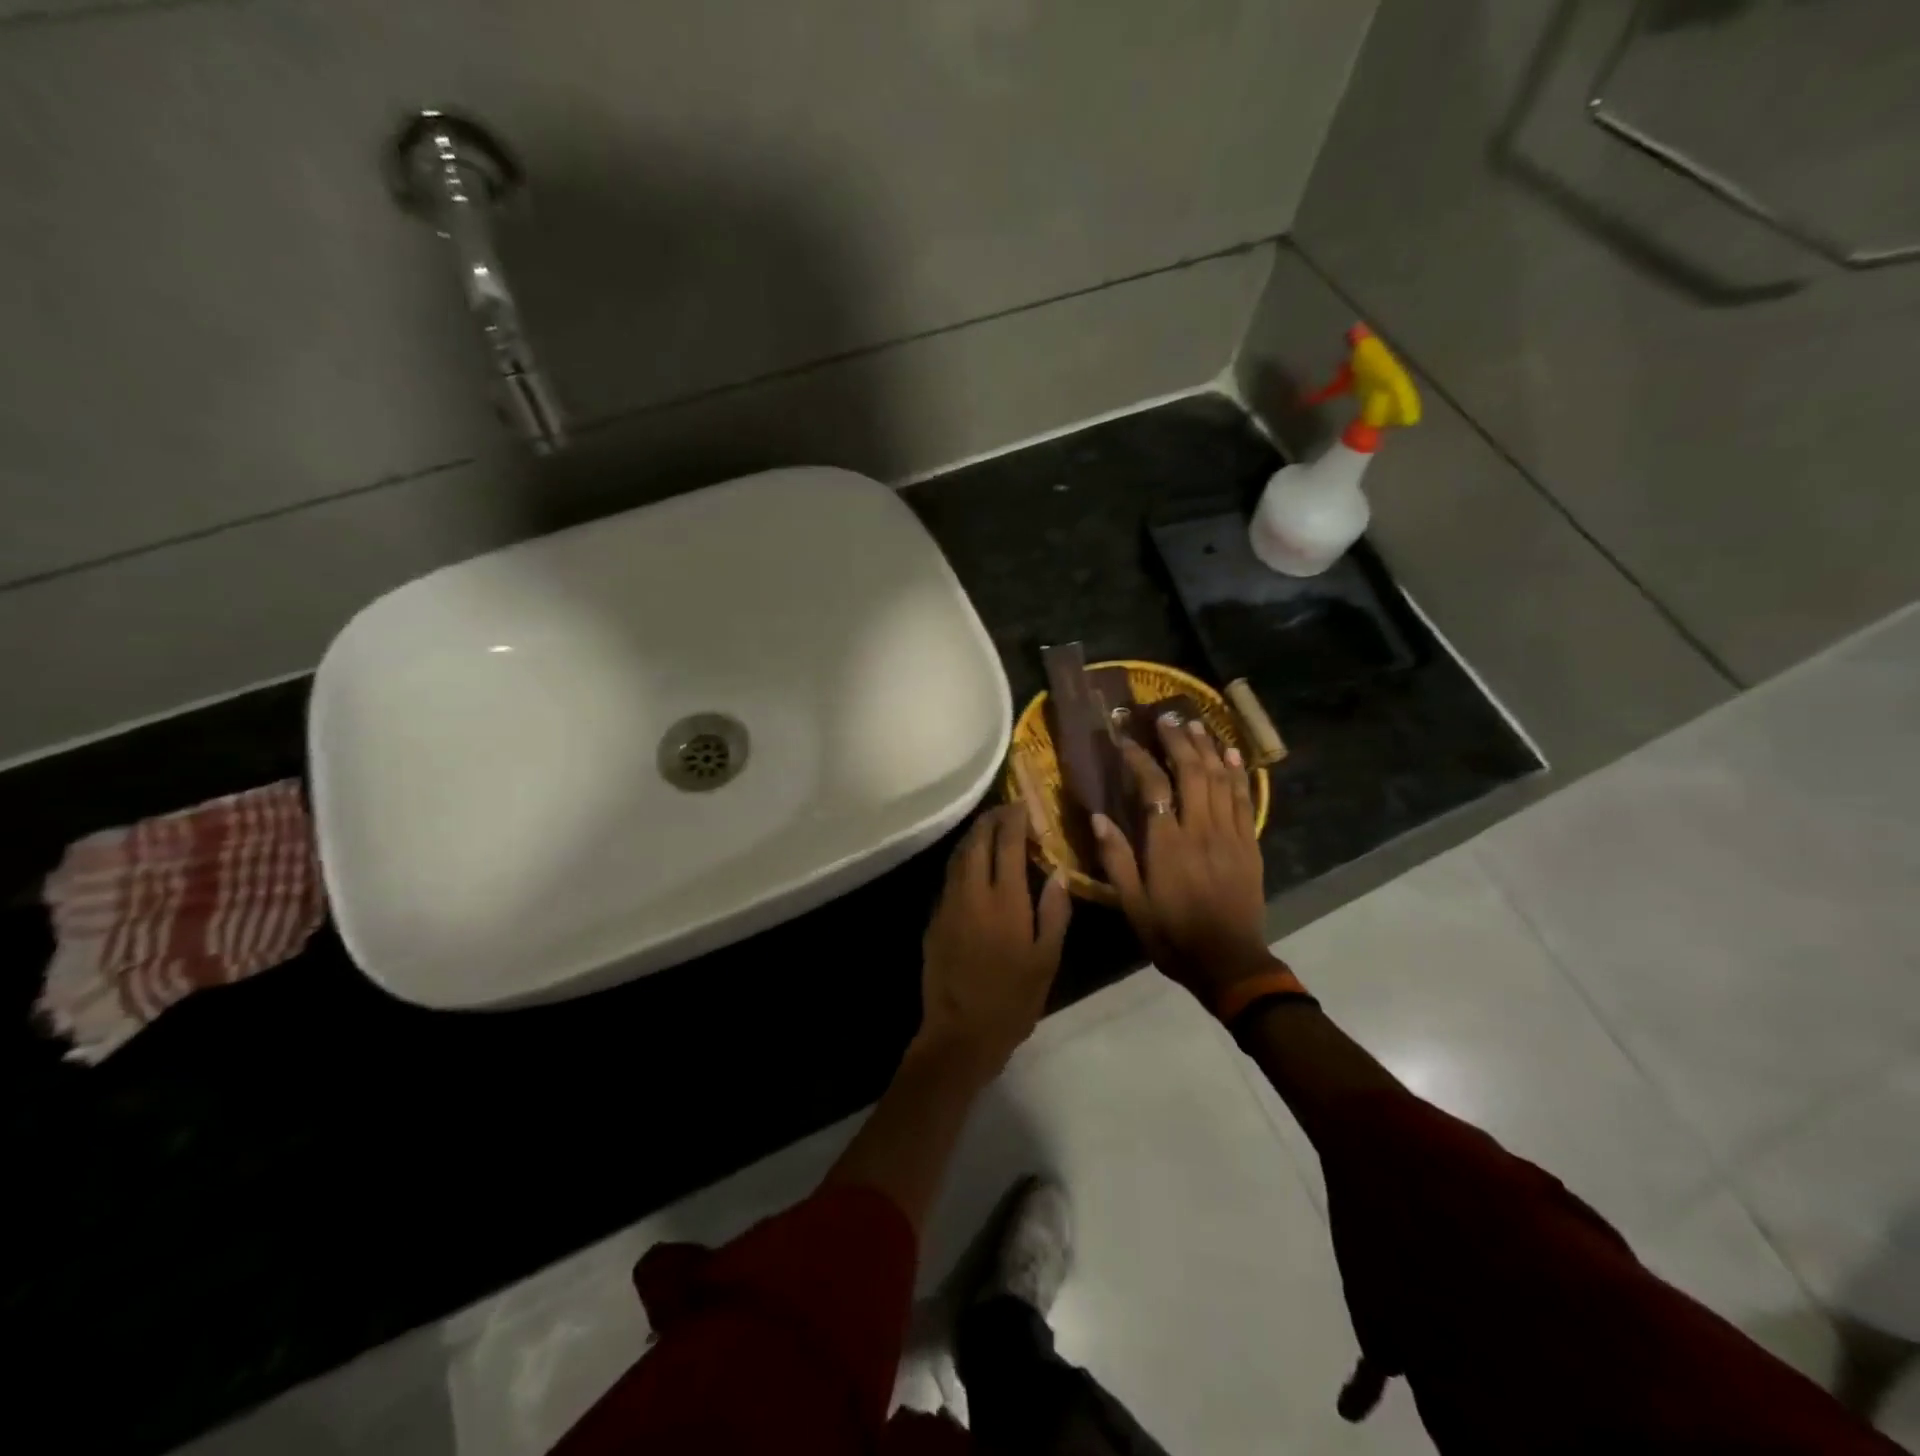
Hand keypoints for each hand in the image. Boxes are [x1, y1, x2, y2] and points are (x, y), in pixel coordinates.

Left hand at [917, 804, 1071, 1082]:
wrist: (960, 1034)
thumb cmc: (1012, 1000)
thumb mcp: (1046, 960)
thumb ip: (1054, 912)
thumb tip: (1057, 872)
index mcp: (1004, 901)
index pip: (1007, 844)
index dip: (1014, 819)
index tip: (1023, 804)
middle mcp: (971, 893)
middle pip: (977, 841)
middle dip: (991, 820)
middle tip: (1006, 809)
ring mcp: (948, 905)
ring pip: (958, 856)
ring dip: (974, 836)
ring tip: (989, 828)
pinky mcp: (934, 919)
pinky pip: (949, 877)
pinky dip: (962, 860)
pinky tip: (973, 865)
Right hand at [1092, 713, 1273, 1005]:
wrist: (1229, 962)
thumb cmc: (1172, 934)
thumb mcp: (1132, 905)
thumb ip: (1116, 859)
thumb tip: (1098, 817)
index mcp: (1168, 844)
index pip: (1153, 787)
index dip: (1139, 759)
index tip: (1125, 740)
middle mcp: (1201, 830)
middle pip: (1192, 773)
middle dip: (1178, 741)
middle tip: (1165, 718)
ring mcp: (1230, 834)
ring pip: (1221, 780)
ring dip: (1207, 748)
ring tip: (1195, 724)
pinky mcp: (1249, 844)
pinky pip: (1244, 799)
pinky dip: (1238, 773)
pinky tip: (1231, 755)